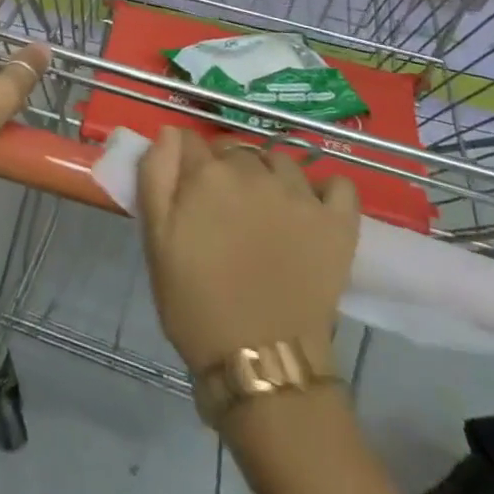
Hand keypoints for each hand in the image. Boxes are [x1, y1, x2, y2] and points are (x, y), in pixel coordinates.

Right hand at [138, 128, 360, 372]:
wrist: (260, 361)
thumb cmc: (195, 303)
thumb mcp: (156, 240)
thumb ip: (156, 176)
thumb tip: (169, 132)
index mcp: (208, 174)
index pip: (189, 140)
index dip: (184, 161)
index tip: (184, 188)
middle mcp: (255, 171)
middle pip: (235, 150)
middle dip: (225, 169)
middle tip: (221, 211)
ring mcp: (300, 194)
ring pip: (280, 161)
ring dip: (268, 175)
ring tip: (264, 211)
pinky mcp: (337, 221)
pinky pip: (336, 184)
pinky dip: (324, 190)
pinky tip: (311, 208)